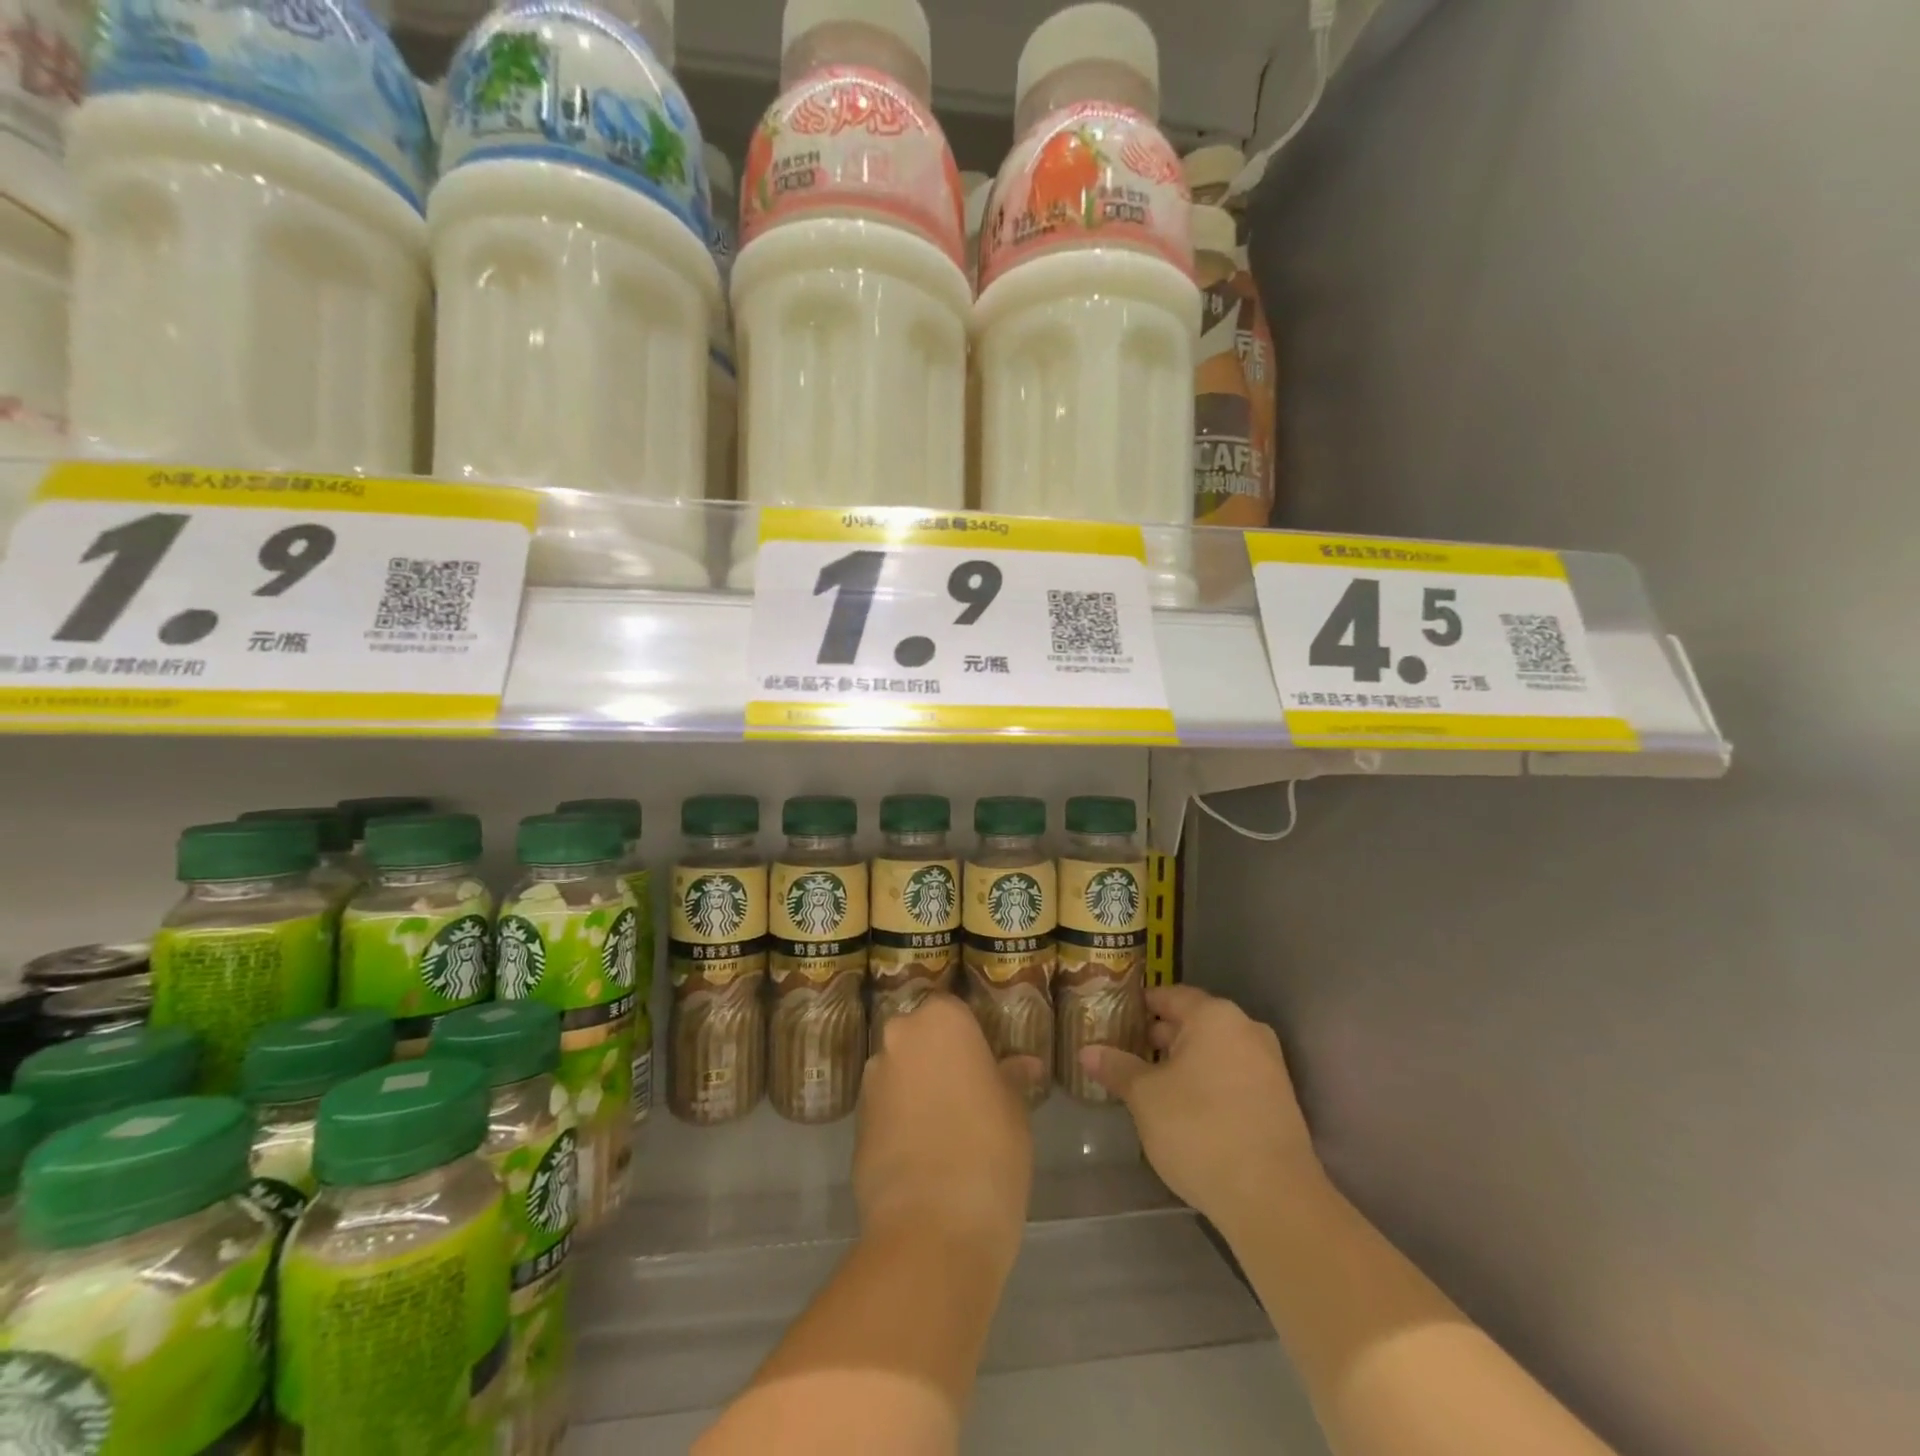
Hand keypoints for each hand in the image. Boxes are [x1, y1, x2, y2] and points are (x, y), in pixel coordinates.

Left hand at [856, 994, 1040, 1260]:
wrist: (932, 1227)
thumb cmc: (989, 1150)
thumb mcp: (1015, 1109)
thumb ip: (1011, 1077)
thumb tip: (1025, 1065)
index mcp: (941, 1020)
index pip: (954, 1010)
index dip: (970, 1037)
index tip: (987, 1063)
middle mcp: (900, 1037)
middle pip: (921, 1037)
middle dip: (939, 1059)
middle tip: (969, 1093)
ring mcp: (872, 1079)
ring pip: (900, 1071)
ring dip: (917, 1088)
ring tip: (946, 1128)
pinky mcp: (855, 1122)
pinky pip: (885, 1108)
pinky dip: (900, 1121)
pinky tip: (923, 1154)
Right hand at [1081, 985, 1321, 1231]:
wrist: (1273, 1198)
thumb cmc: (1199, 1130)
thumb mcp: (1145, 1097)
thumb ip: (1117, 1068)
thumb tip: (1087, 1051)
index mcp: (1214, 1016)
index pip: (1169, 996)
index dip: (1139, 1006)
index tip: (1114, 1018)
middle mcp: (1246, 1029)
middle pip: (1193, 1022)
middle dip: (1159, 1037)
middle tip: (1124, 1053)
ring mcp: (1268, 1065)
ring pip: (1213, 1051)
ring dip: (1183, 1063)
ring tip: (1148, 1083)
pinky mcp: (1278, 1100)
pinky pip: (1232, 1076)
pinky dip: (1207, 1083)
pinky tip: (1184, 1108)